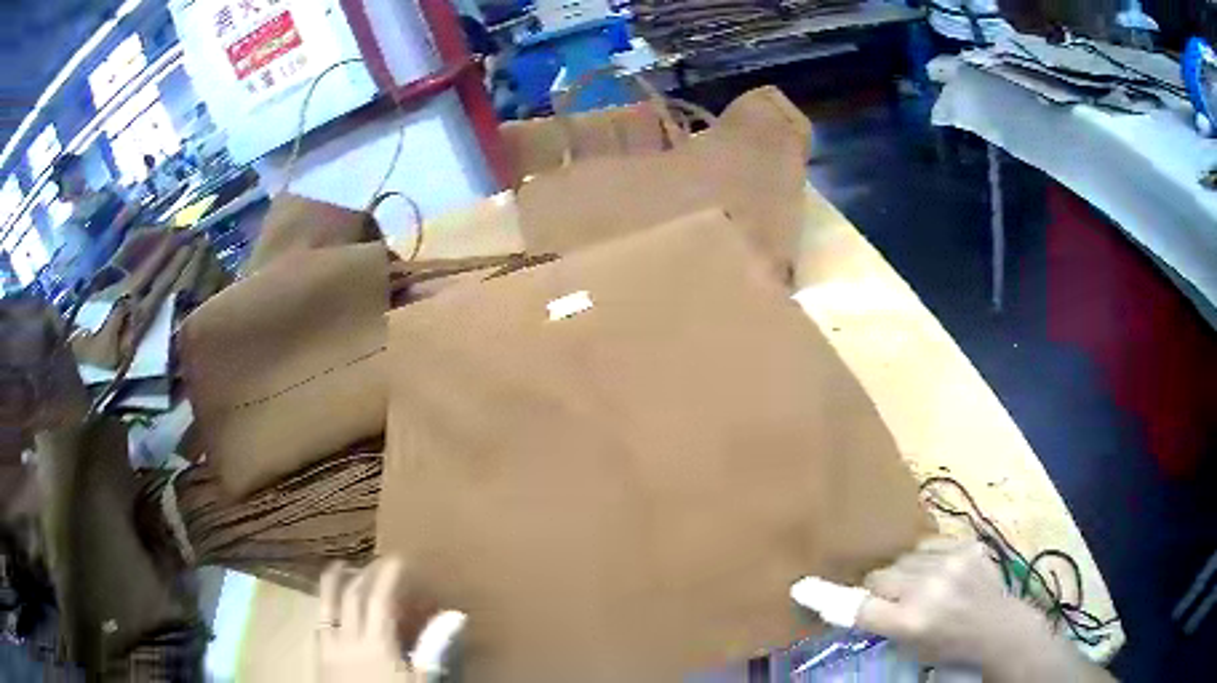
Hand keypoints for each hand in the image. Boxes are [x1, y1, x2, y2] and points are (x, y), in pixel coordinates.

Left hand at [317, 558, 464, 682]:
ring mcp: (329, 647)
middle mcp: (348, 639)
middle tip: (375, 562)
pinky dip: (324, 610)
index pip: (379, 600)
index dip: (387, 576)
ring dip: (334, 584)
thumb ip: (433, 648)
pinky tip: (329, 609)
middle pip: (351, 597)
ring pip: (325, 606)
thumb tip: (453, 618)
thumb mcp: (420, 678)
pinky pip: (318, 625)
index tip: (397, 558)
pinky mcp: (318, 658)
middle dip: (363, 574)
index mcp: (376, 643)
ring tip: (341, 567)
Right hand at [855, 537, 1113, 681]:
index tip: (803, 586)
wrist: (1000, 628)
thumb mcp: (910, 648)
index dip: (831, 598)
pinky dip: (926, 558)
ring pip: (901, 558)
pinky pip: (928, 544)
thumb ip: (882, 623)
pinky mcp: (966, 544)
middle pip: (879, 576)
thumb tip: (851, 602)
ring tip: (921, 586)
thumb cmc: (950, 648)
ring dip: (903, 572)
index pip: (859, 605)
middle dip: (879, 589)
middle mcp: (928, 588)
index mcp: (912, 622)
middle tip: (893, 601)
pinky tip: (941, 572)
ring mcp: (951, 562)